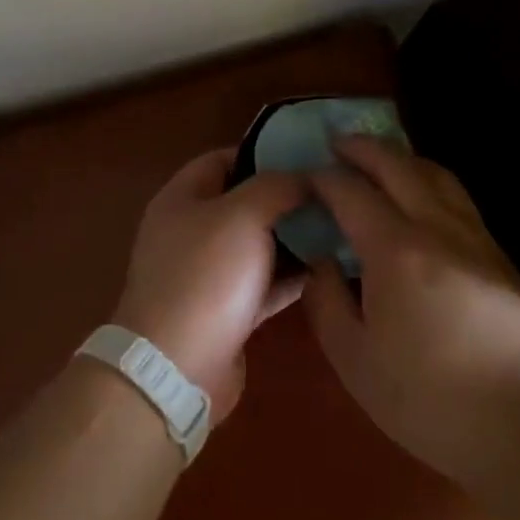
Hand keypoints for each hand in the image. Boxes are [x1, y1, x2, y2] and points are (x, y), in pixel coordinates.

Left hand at [113, 150, 308, 418]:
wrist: (177, 368)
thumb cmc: (206, 276)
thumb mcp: (243, 215)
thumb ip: (277, 186)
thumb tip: (306, 175)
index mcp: (182, 198)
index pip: (223, 158)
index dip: (263, 151)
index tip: (307, 153)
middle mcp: (191, 231)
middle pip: (243, 202)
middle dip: (286, 196)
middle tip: (333, 191)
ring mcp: (208, 273)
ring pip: (258, 244)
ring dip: (294, 236)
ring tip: (341, 224)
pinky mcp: (226, 310)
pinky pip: (264, 282)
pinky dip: (292, 275)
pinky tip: (330, 267)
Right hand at [302, 137, 519, 494]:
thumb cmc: (430, 399)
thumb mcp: (356, 361)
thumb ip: (327, 303)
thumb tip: (321, 262)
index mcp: (395, 251)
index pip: (351, 193)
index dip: (324, 179)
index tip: (305, 175)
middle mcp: (437, 228)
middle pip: (398, 167)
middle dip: (364, 148)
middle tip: (338, 142)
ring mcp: (475, 238)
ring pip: (436, 175)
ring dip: (402, 157)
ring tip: (380, 159)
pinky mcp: (500, 257)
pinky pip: (457, 198)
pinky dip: (429, 180)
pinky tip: (422, 199)